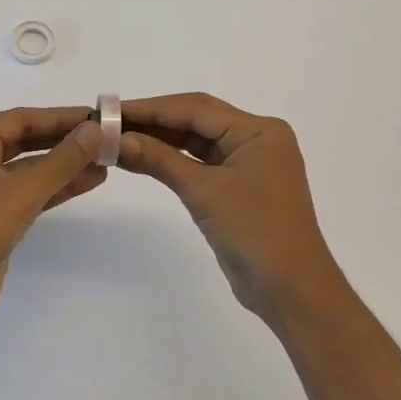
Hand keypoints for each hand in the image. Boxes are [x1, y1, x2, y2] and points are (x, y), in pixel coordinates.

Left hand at [0, 106, 105, 330]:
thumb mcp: (22, 189)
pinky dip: (54, 189)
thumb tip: (96, 130)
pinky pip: (26, 195)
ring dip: (63, 167)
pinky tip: (87, 183)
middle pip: (23, 143)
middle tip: (103, 138)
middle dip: (63, 142)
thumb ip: (62, 159)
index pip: (18, 120)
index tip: (95, 116)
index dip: (59, 117)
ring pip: (27, 171)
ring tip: (105, 162)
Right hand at [118, 92, 347, 325]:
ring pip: (197, 141)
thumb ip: (160, 160)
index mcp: (258, 130)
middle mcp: (256, 138)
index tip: (112, 109)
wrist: (291, 291)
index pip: (196, 108)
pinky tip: (141, 158)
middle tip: (110, 121)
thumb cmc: (254, 233)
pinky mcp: (238, 186)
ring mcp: (248, 163)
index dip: (152, 107)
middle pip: (197, 120)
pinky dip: (172, 160)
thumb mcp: (204, 192)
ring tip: (117, 138)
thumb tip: (118, 139)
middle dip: (154, 120)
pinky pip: (200, 163)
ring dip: (160, 140)